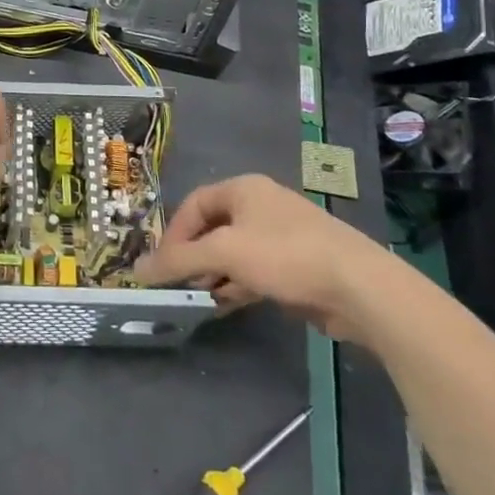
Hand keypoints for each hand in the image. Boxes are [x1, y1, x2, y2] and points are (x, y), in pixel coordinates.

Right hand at [135, 174, 399, 341]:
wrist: (358, 286)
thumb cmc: (285, 255)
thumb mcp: (225, 253)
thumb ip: (179, 260)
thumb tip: (136, 270)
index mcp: (243, 189)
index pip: (194, 204)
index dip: (174, 233)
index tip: (162, 265)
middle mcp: (260, 205)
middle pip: (213, 228)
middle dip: (193, 256)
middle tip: (178, 284)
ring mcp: (280, 235)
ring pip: (233, 252)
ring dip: (214, 274)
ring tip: (199, 298)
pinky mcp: (296, 265)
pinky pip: (254, 271)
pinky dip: (237, 285)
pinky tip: (226, 305)